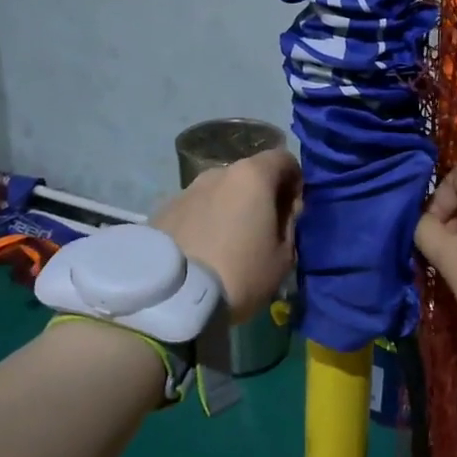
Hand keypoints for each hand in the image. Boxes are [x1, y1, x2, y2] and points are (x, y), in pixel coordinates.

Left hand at [153, 150, 300, 322]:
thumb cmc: (241, 274)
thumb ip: (289, 224)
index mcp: (252, 176)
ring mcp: (185, 190)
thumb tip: (284, 209)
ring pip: (219, 192)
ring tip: (228, 243)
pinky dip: (204, 222)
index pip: (283, 159)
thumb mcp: (284, 256)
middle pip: (248, 175)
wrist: (173, 297)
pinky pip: (195, 210)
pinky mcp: (162, 210)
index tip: (293, 210)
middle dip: (260, 195)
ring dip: (229, 208)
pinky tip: (202, 251)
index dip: (294, 181)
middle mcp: (217, 173)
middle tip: (262, 230)